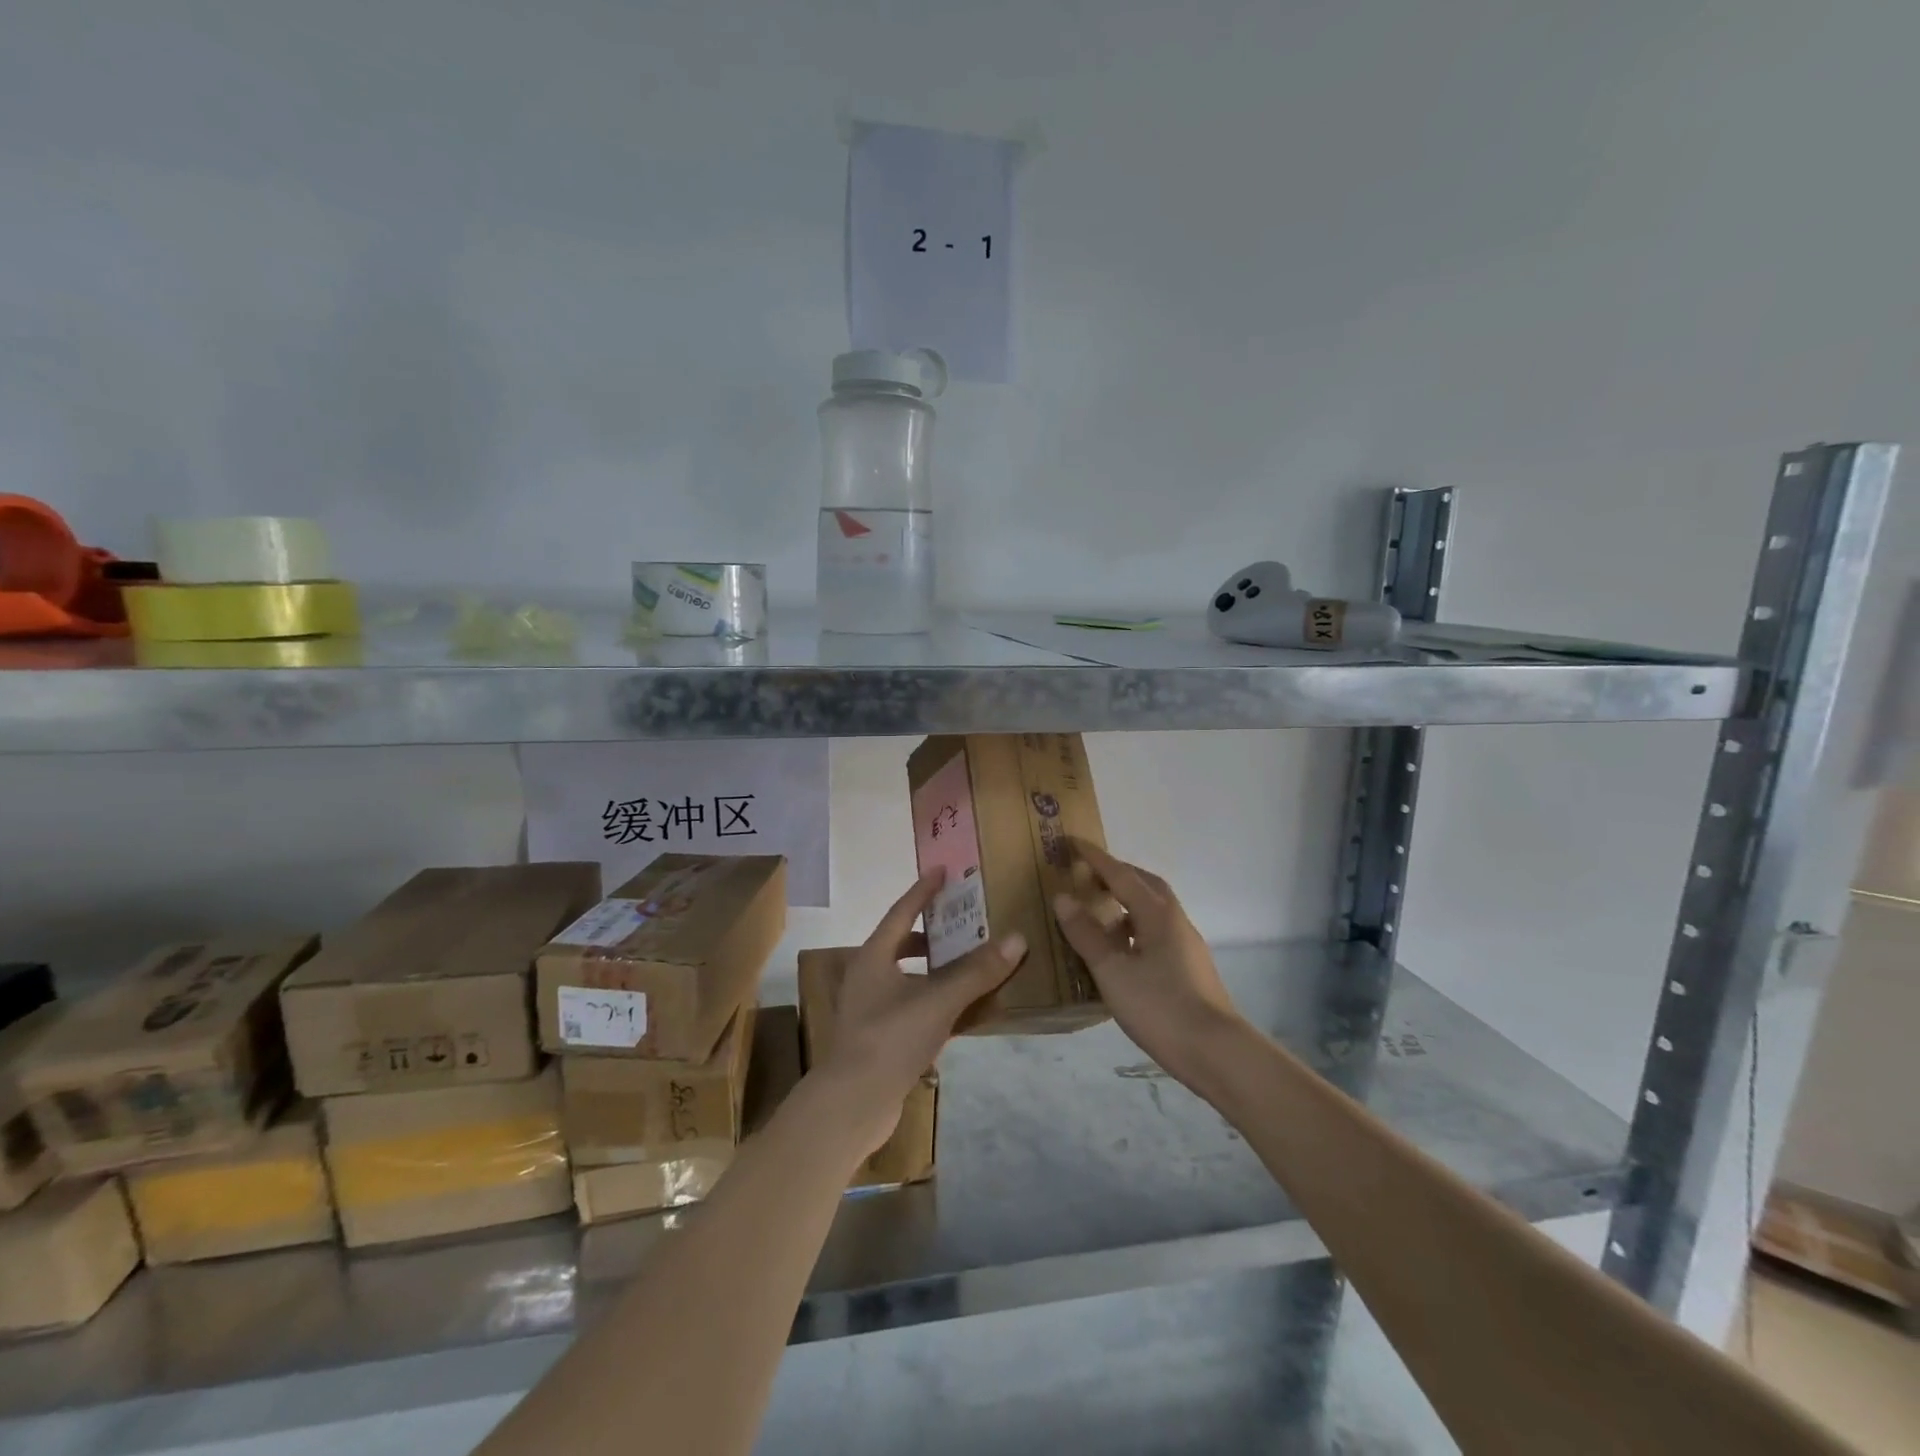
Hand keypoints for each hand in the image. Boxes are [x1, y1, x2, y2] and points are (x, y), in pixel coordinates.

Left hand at [811, 867, 1026, 1151]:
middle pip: (904, 943)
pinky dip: (938, 1001)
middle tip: (965, 922)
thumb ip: (976, 972)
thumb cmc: (890, 1039)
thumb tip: (1016, 939)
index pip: (902, 911)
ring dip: (938, 969)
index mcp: (874, 957)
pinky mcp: (882, 1038)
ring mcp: (873, 1009)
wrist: (852, 1105)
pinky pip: (915, 1006)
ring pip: (910, 977)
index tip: (942, 870)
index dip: (923, 890)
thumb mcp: (938, 1001)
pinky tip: (964, 1010)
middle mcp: (869, 976)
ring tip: (970, 963)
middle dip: (934, 932)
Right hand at [1052, 841, 1244, 1087]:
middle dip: (1116, 874)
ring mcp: (1186, 944)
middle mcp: (1175, 920)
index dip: (1094, 858)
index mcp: (1156, 913)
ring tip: (1098, 912)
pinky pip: (1156, 931)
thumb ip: (1086, 934)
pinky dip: (1134, 927)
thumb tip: (1063, 897)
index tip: (1071, 841)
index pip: (1120, 874)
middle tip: (1087, 875)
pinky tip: (1120, 949)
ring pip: (1152, 909)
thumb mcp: (1112, 971)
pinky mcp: (1189, 967)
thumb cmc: (1160, 1006)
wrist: (1216, 1052)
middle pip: (1144, 884)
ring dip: (1126, 901)